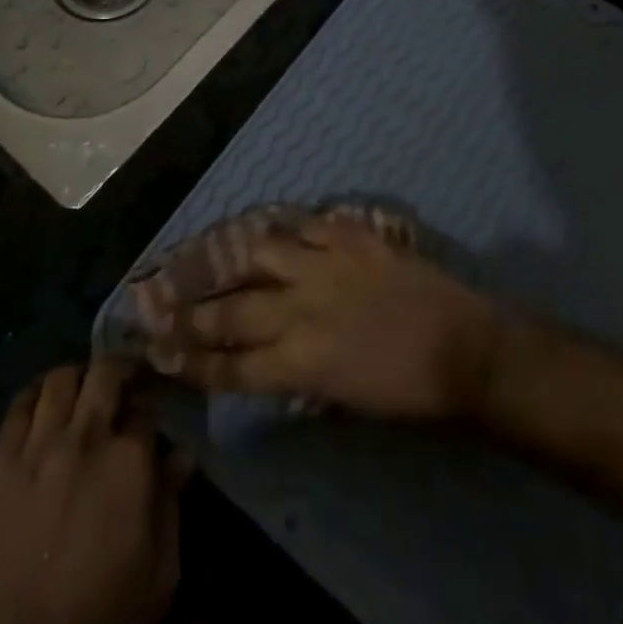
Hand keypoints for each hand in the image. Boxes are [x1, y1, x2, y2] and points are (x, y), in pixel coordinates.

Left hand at [0, 360, 188, 623]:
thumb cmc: (105, 622)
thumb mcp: (160, 574)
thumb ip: (171, 504)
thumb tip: (182, 454)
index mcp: (129, 461)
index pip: (146, 405)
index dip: (152, 403)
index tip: (153, 410)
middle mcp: (84, 438)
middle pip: (105, 372)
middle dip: (120, 370)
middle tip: (124, 385)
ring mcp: (37, 449)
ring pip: (59, 380)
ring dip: (77, 378)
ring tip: (83, 393)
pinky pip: (16, 409)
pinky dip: (34, 395)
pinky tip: (43, 404)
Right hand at [151, 213, 503, 421]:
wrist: (464, 349)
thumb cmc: (407, 391)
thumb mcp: (342, 399)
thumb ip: (296, 373)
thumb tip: (264, 356)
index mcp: (301, 364)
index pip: (229, 367)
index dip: (190, 361)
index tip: (159, 351)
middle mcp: (301, 311)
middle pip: (231, 311)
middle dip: (191, 312)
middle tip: (158, 303)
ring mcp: (325, 266)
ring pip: (261, 252)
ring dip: (241, 257)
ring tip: (227, 256)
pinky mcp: (350, 236)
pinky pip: (306, 224)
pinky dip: (291, 229)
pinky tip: (284, 230)